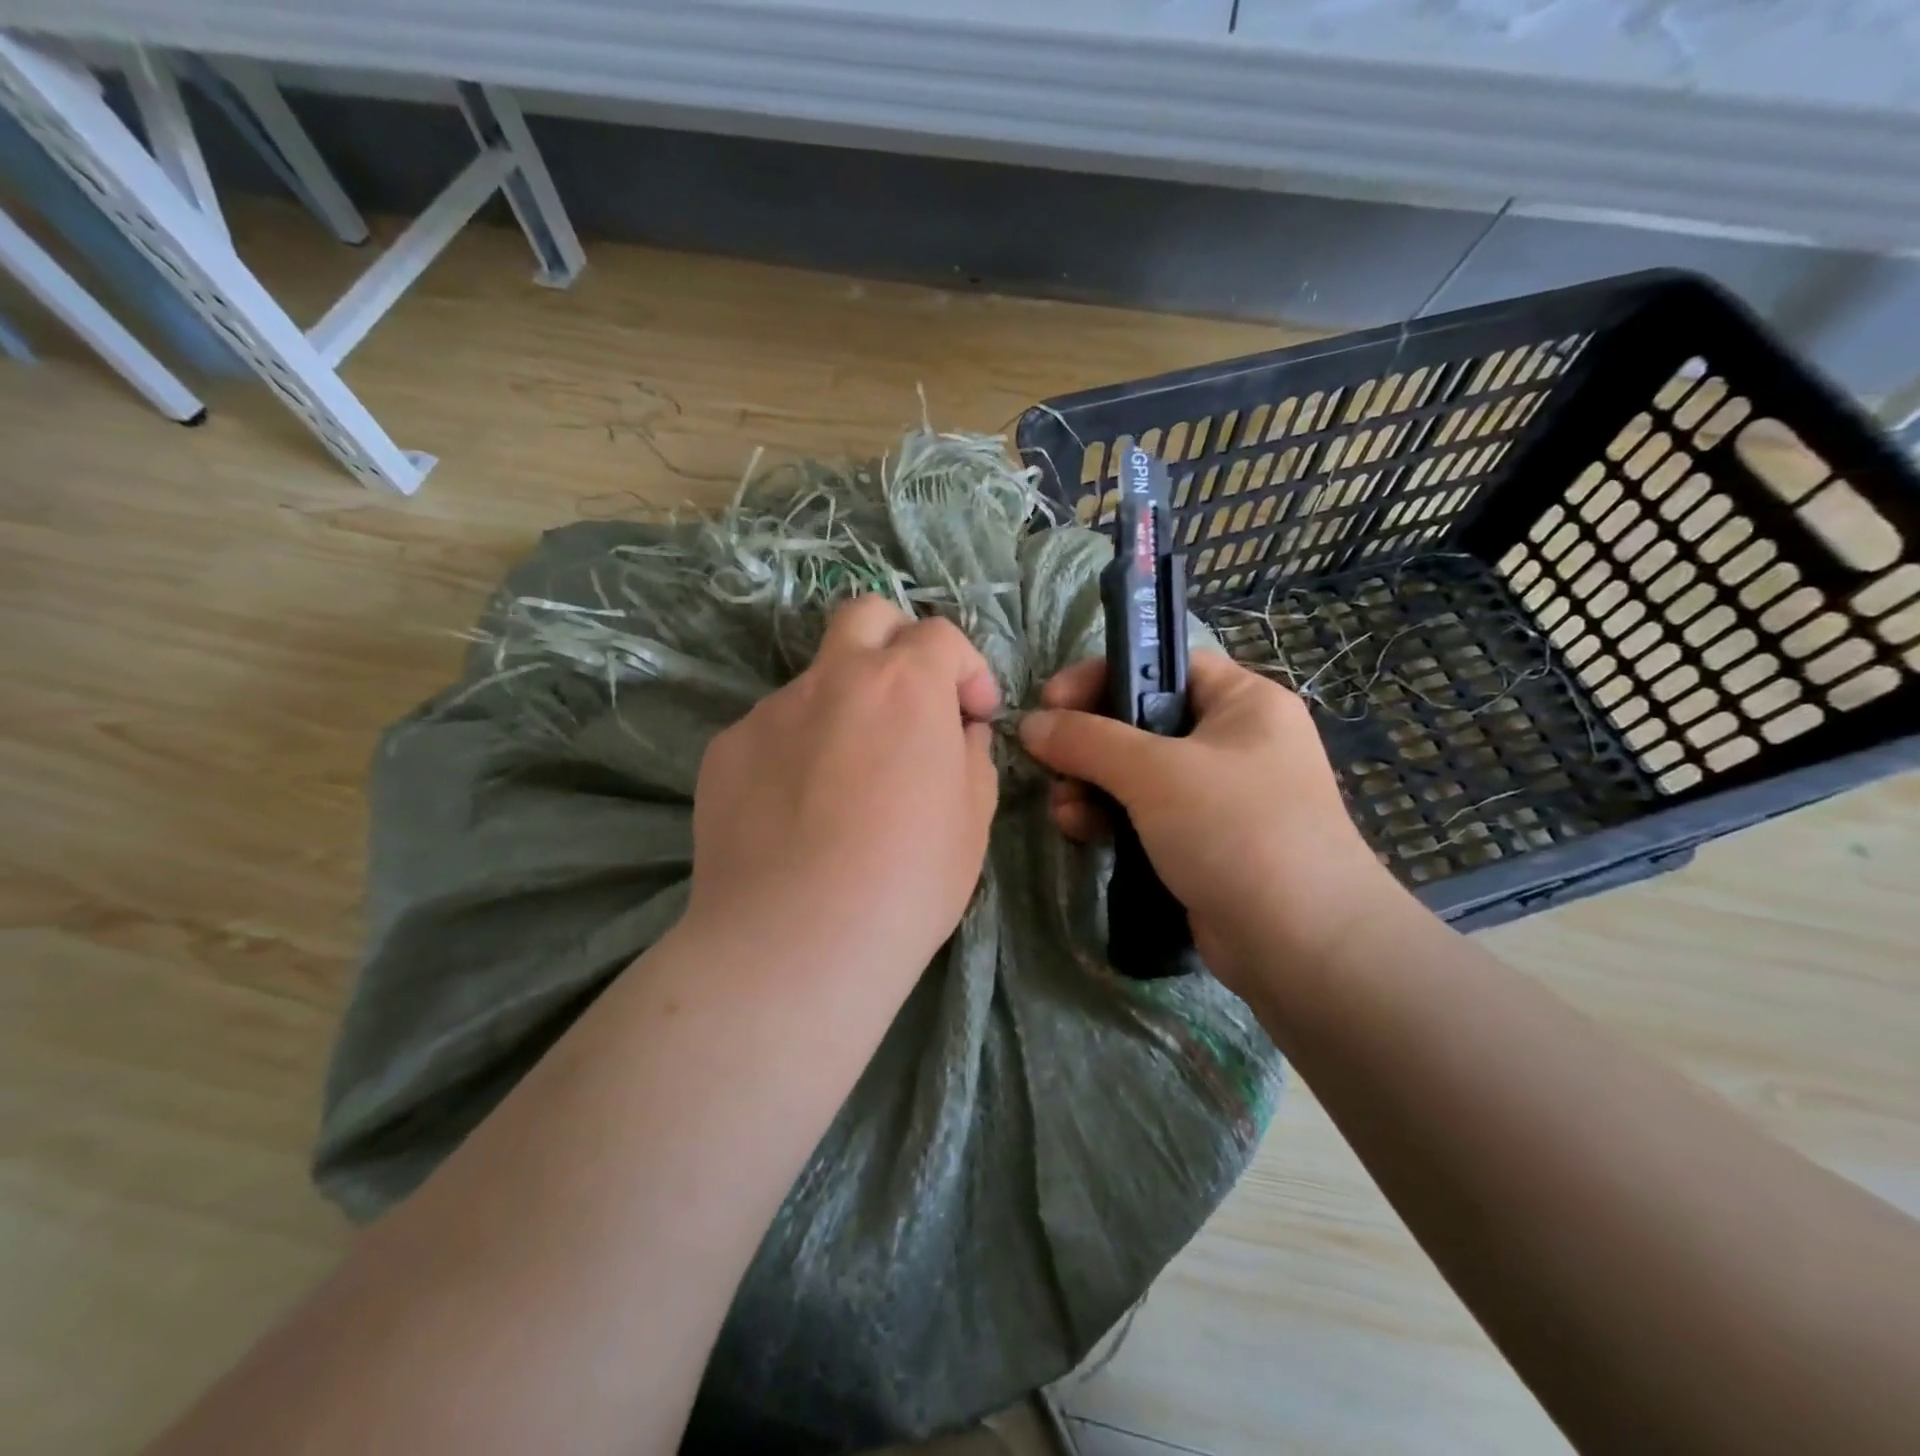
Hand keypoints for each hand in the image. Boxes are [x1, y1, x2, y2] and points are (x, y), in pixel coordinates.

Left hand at [683, 595, 1000, 990]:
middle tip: (910, 700)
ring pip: (816, 682)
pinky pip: (772, 733)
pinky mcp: (726, 750)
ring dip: (843, 710)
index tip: (972, 717)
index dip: (967, 670)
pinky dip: (795, 752)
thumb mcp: (973, 820)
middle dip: (897, 642)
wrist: (797, 942)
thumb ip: (970, 755)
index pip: (940, 635)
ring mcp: (771, 711)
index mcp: (904, 685)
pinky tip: (796, 815)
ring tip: (845, 785)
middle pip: (864, 616)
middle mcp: (833, 679)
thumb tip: (956, 732)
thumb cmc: (908, 881)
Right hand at [1018, 651, 1400, 995]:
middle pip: (1142, 723)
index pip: (1164, 665)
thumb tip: (1030, 724)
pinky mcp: (1204, 844)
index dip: (1104, 676)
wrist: (1302, 944)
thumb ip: (1086, 740)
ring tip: (1063, 810)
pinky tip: (1081, 832)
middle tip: (1049, 763)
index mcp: (1244, 702)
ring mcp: (1221, 797)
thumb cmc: (1234, 829)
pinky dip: (1111, 819)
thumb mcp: (1153, 772)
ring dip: (1091, 786)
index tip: (1051, 701)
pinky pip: (1146, 816)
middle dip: (1089, 744)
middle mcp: (1235, 742)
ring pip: (1137, 774)